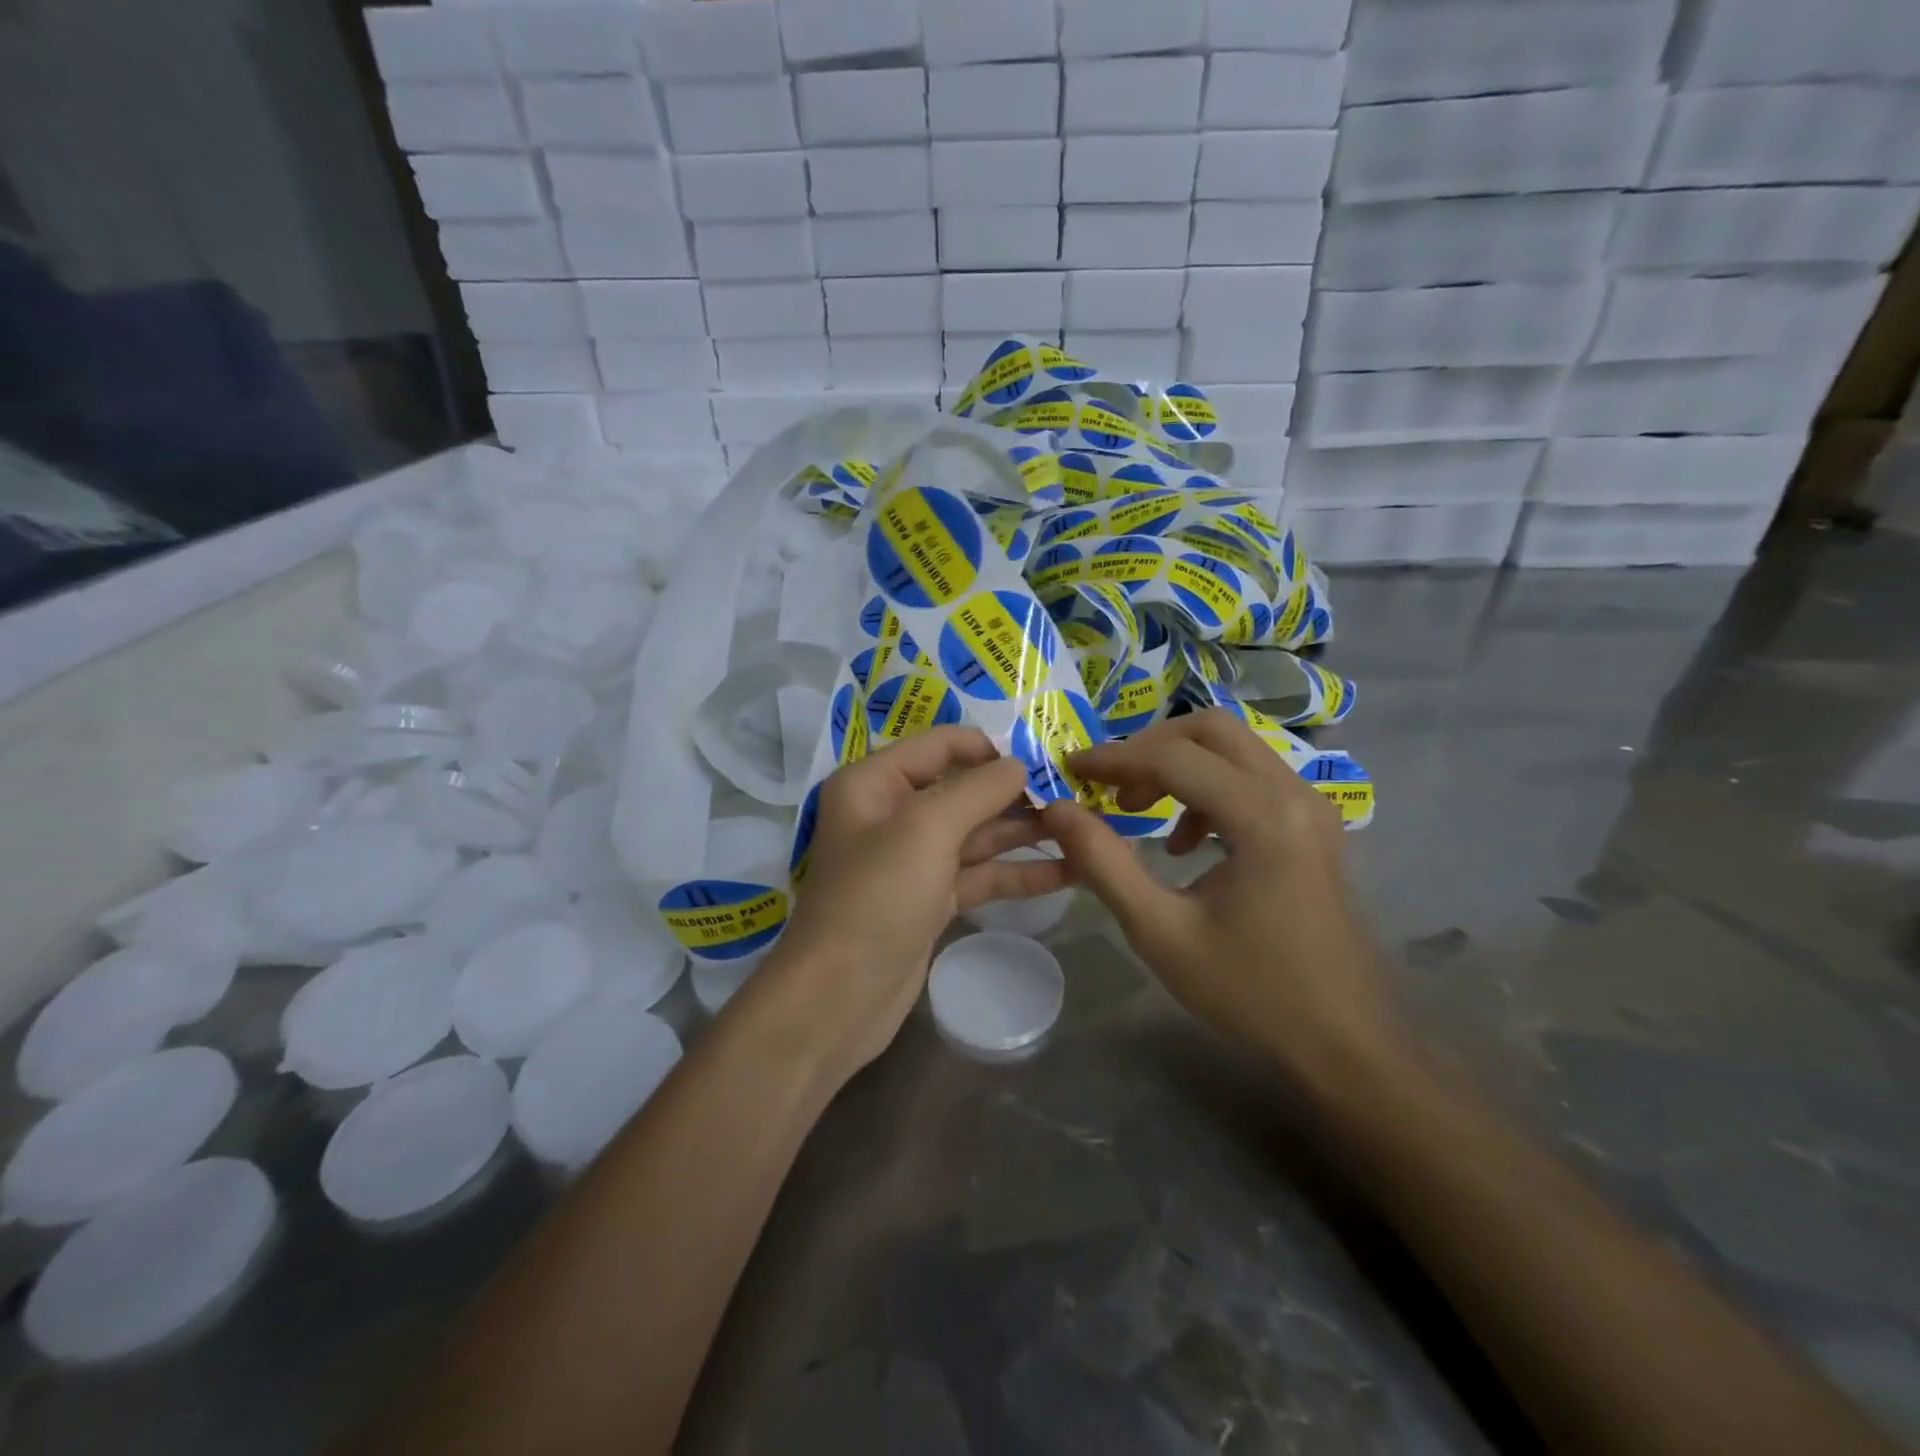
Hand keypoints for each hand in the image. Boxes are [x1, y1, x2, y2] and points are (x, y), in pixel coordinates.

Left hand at [765, 727, 1072, 1082]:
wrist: (840, 998)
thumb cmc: (877, 897)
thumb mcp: (927, 829)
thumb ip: (977, 789)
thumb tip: (1018, 765)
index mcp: (874, 782)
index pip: (940, 745)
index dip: (990, 748)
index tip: (1044, 759)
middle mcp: (891, 814)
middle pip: (963, 789)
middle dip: (1016, 792)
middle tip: (1076, 795)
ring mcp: (913, 860)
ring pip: (977, 834)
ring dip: (1025, 832)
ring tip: (1084, 828)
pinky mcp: (931, 899)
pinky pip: (979, 874)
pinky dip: (1018, 872)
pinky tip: (1068, 872)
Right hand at [1040, 710, 1401, 1082]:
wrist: (1347, 1046)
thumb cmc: (1251, 992)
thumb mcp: (1160, 931)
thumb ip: (1103, 862)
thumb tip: (1056, 809)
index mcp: (1262, 816)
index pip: (1173, 757)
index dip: (1113, 758)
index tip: (1068, 768)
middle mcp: (1295, 794)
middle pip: (1212, 730)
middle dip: (1150, 747)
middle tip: (1110, 785)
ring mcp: (1313, 808)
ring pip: (1235, 749)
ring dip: (1180, 766)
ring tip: (1138, 812)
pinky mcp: (1315, 827)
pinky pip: (1253, 779)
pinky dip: (1208, 789)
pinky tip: (1186, 842)